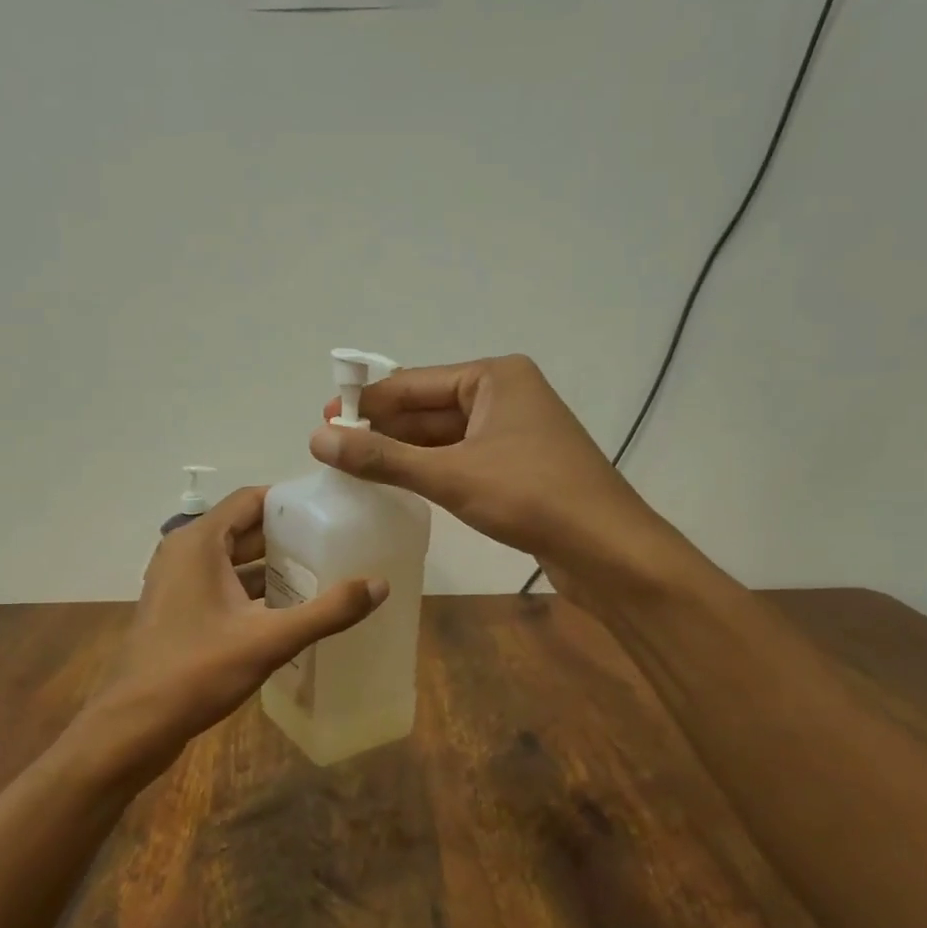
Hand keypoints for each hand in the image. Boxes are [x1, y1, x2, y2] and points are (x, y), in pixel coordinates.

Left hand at [79, 487, 386, 777]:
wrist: (134, 725)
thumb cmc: (197, 671)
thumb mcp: (269, 639)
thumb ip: (326, 611)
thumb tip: (380, 584)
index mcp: (199, 542)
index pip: (251, 500)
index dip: (291, 501)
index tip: (332, 510)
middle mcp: (185, 553)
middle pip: (244, 529)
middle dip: (288, 535)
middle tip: (337, 542)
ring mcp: (178, 583)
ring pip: (234, 560)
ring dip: (272, 566)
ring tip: (323, 573)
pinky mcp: (179, 610)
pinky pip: (223, 586)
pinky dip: (254, 590)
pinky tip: (289, 610)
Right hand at [311, 355, 662, 593]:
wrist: (608, 550)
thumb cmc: (532, 497)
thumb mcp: (450, 475)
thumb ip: (383, 458)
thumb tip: (317, 438)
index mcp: (493, 377)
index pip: (412, 383)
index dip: (367, 403)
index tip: (323, 422)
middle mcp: (504, 394)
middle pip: (427, 408)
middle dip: (382, 428)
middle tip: (332, 449)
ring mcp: (513, 432)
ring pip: (443, 437)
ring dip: (402, 451)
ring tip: (354, 467)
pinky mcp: (517, 466)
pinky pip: (460, 458)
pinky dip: (428, 469)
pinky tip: (398, 483)